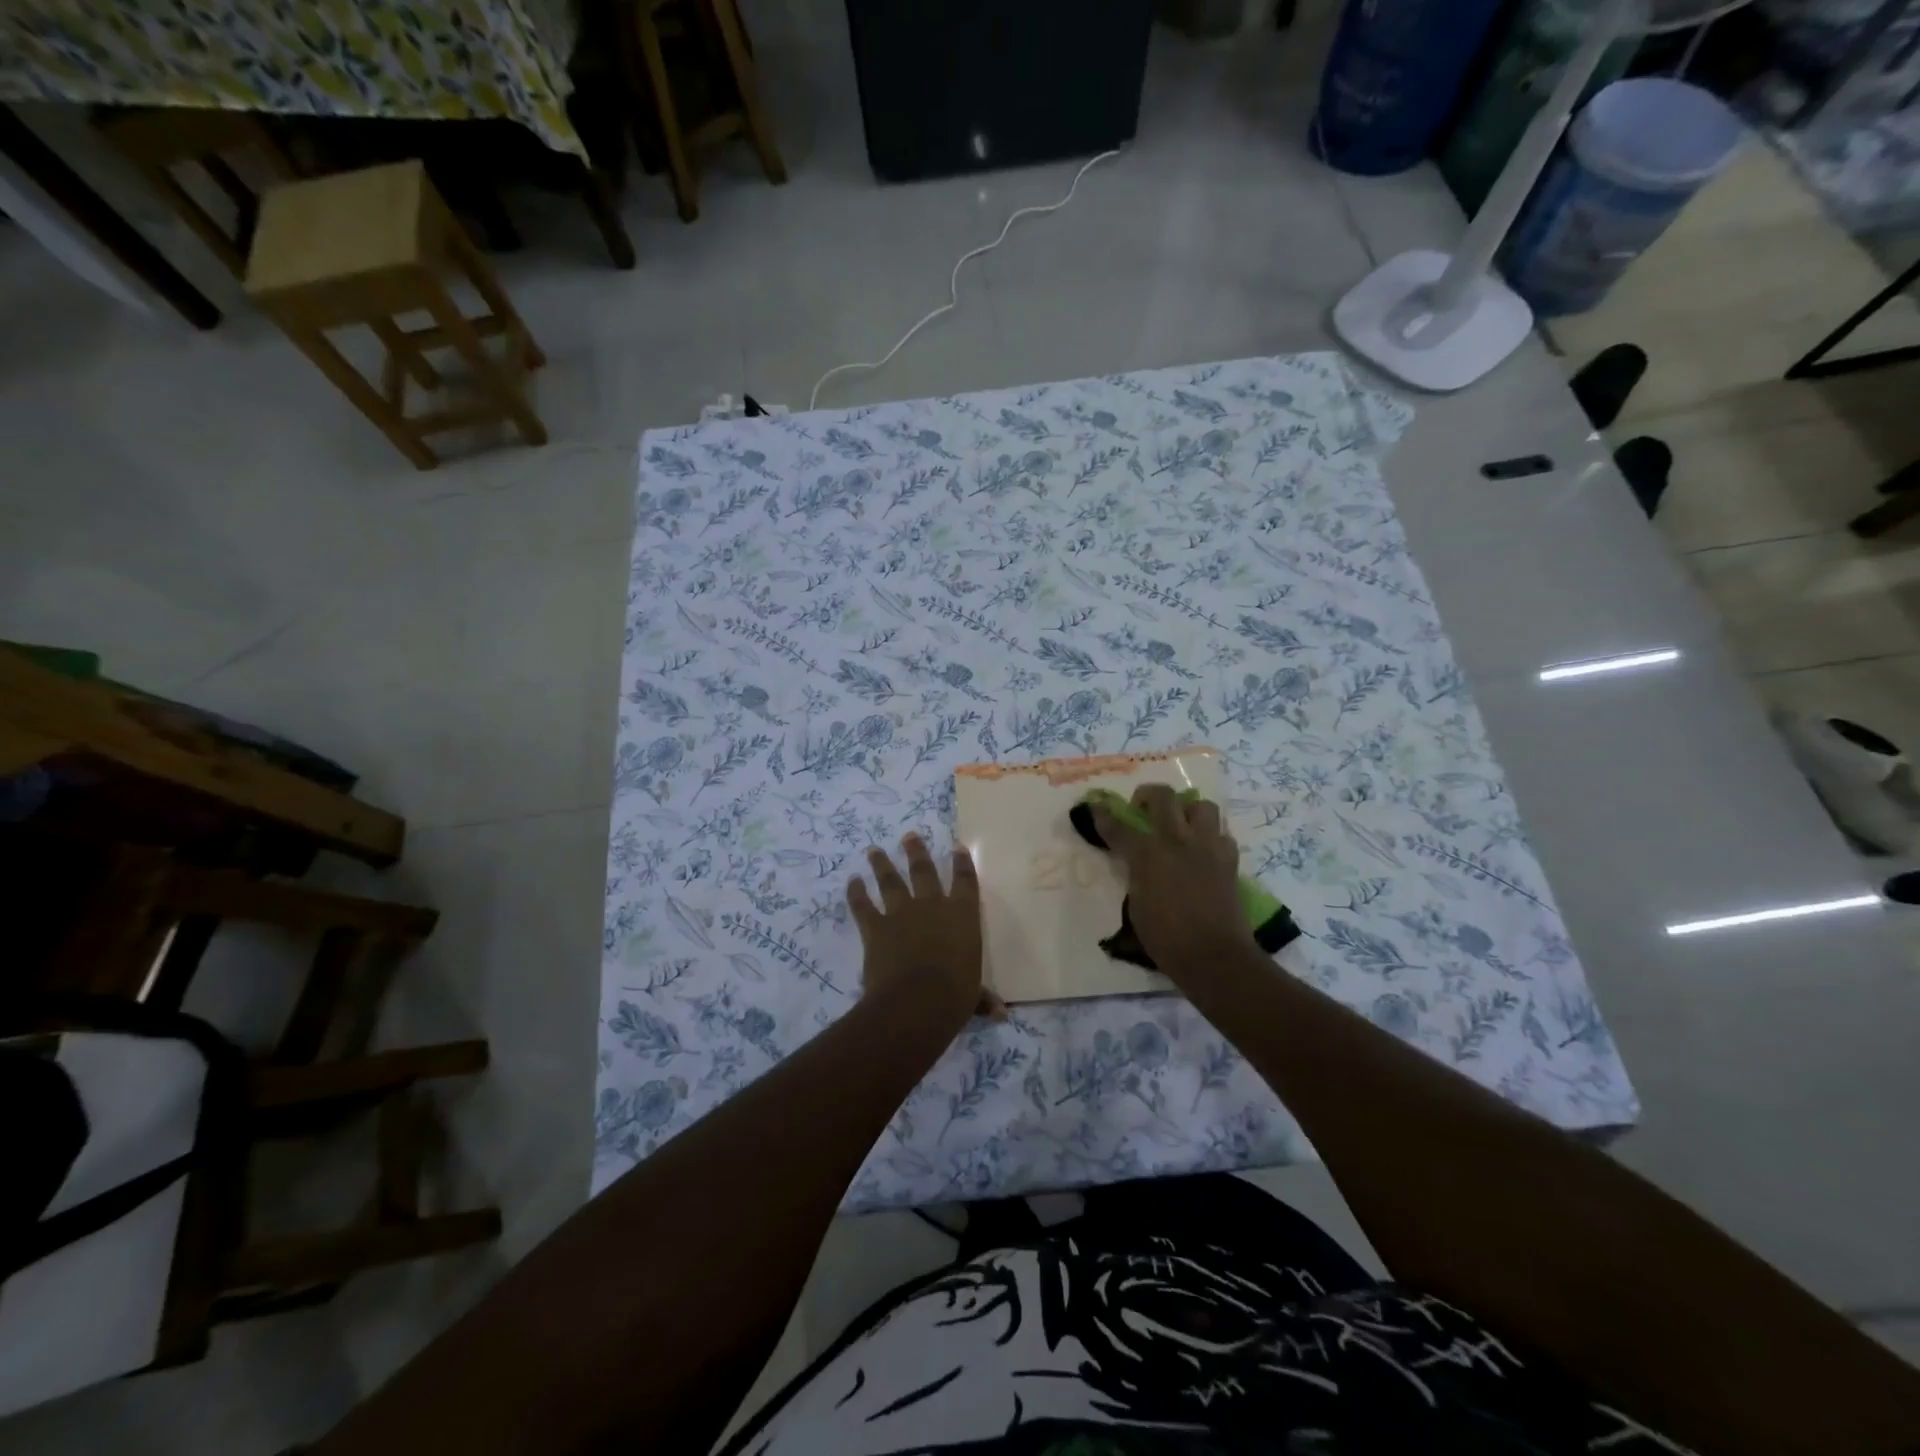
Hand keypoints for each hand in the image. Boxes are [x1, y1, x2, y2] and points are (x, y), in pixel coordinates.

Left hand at [848, 835, 1004, 1025]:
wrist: (917, 1001)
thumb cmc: (955, 996)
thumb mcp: (973, 996)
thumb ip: (982, 998)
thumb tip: (1000, 1013)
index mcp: (963, 917)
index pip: (965, 883)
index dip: (962, 864)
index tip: (958, 847)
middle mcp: (933, 907)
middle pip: (924, 871)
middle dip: (917, 852)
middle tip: (909, 836)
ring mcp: (902, 913)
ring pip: (890, 881)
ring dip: (882, 864)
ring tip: (874, 850)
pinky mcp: (876, 927)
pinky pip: (862, 906)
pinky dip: (855, 894)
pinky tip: (851, 882)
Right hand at [1091, 786, 1253, 971]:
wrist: (1214, 955)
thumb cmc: (1166, 938)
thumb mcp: (1136, 904)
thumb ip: (1136, 874)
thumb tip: (1138, 862)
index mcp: (1148, 854)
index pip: (1119, 827)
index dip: (1103, 816)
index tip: (1095, 808)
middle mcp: (1178, 841)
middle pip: (1163, 797)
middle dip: (1147, 795)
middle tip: (1143, 809)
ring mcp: (1207, 847)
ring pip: (1201, 806)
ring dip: (1187, 811)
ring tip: (1180, 826)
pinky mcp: (1229, 859)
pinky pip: (1221, 834)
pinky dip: (1210, 837)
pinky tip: (1203, 851)